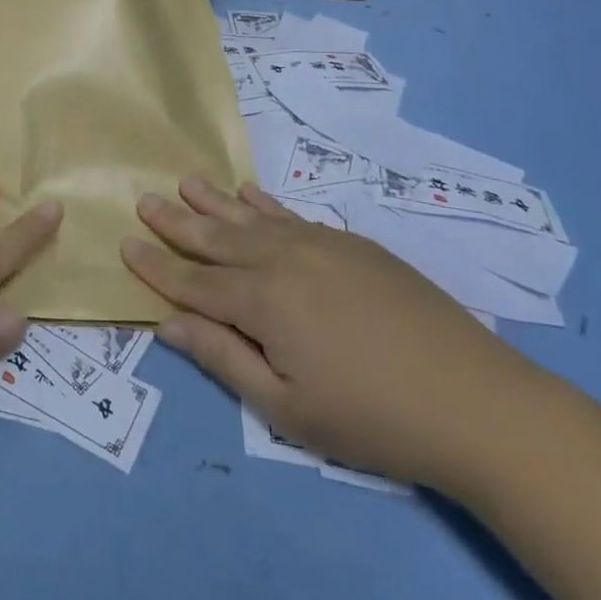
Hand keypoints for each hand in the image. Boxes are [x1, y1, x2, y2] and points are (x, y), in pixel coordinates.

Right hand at [121, 178, 542, 491]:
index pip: (194, 282)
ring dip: (214, 200)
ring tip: (185, 181)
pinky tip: (249, 192)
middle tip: (144, 198)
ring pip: (252, 217)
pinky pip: (292, 214)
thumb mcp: (287, 409)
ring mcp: (320, 244)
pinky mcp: (351, 243)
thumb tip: (166, 323)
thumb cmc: (373, 418)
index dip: (157, 266)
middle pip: (217, 237)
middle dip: (177, 221)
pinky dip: (264, 203)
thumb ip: (223, 358)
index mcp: (262, 301)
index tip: (125, 242)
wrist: (476, 401)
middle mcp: (283, 259)